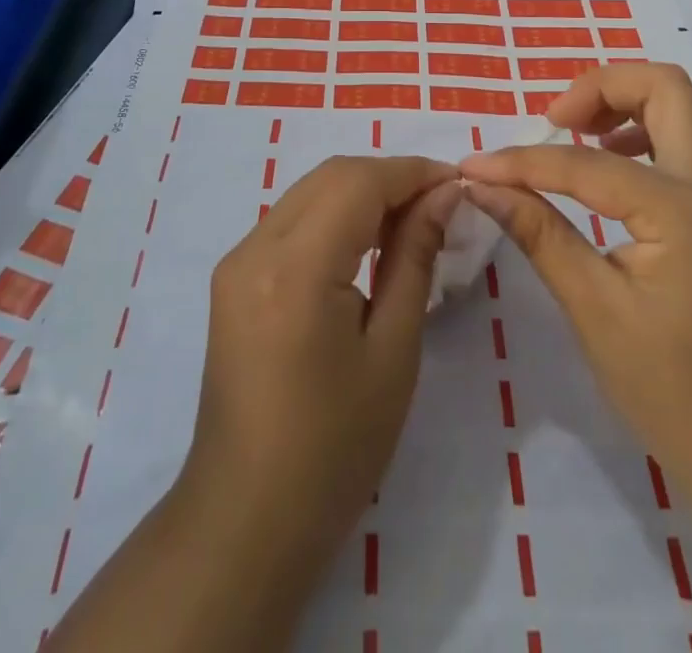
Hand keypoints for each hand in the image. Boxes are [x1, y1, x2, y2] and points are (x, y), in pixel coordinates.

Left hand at [180, 155, 459, 570]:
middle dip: (388, 178)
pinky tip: (364, 244)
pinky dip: (333, 216)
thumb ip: (414, 258)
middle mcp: (255, 247)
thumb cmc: (334, 448)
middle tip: (438, 204)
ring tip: (410, 222)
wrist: (246, 518)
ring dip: (361, 193)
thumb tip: (442, 196)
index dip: (412, 172)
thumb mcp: (392, 352)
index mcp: (295, 268)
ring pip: (309, 192)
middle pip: (330, 176)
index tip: (457, 183)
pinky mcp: (233, 277)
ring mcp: (237, 260)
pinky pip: (291, 220)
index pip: (358, 182)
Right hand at [460, 63, 691, 491]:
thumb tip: (481, 185)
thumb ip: (538, 233)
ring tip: (576, 135)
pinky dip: (643, 131)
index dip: (522, 161)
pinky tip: (609, 166)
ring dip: (626, 103)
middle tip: (553, 120)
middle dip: (601, 86)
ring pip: (682, 107)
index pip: (586, 164)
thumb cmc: (672, 392)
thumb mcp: (593, 310)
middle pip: (667, 88)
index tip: (474, 166)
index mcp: (683, 213)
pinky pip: (685, 141)